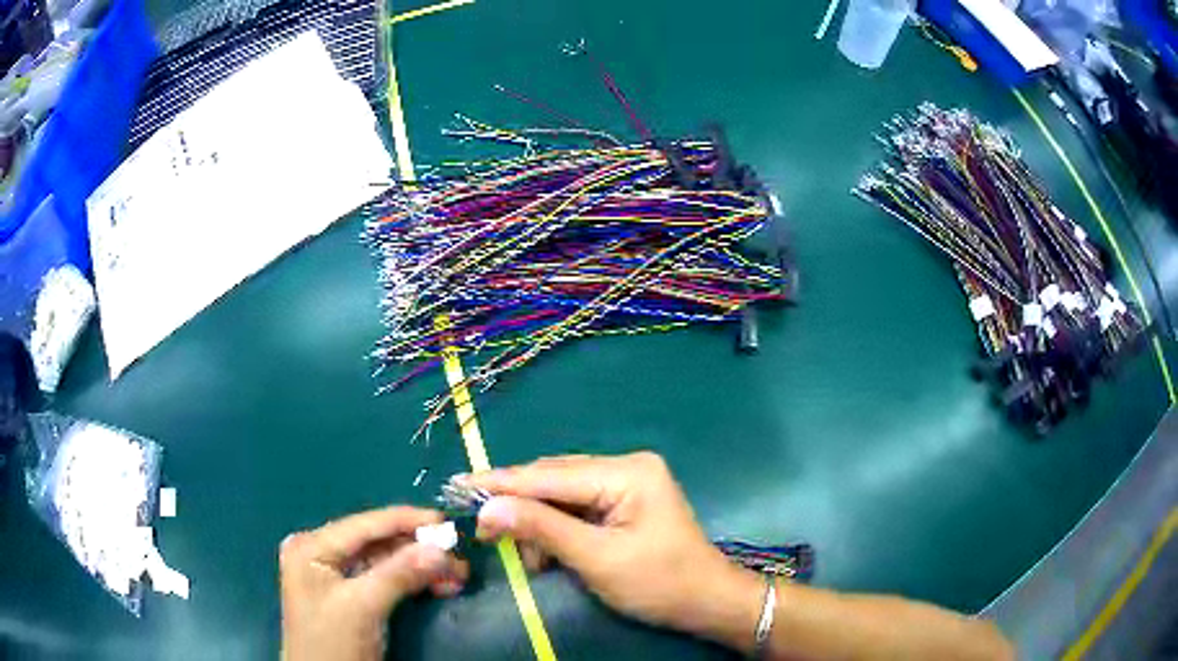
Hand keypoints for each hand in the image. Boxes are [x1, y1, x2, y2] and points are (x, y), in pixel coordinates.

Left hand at [279, 506, 468, 660]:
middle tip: (459, 558)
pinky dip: (413, 582)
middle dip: (419, 549)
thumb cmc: (333, 641)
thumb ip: (399, 574)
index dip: (407, 520)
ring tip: (457, 577)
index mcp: (313, 546)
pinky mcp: (351, 597)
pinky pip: (386, 579)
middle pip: (378, 542)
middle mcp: (322, 553)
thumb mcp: (363, 607)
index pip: (365, 524)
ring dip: (421, 567)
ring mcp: (335, 576)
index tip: (448, 522)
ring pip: (386, 561)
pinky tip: (438, 587)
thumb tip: (442, 548)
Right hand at [464, 452, 763, 650]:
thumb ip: (542, 529)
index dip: (502, 483)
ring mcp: (626, 483)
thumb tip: (487, 509)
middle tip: (485, 532)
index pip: (550, 474)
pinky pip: (576, 507)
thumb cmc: (659, 583)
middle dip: (520, 507)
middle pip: (554, 479)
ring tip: (533, 559)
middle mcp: (625, 466)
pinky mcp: (624, 502)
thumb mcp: (597, 559)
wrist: (707, 602)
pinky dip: (556, 529)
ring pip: (561, 494)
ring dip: (538, 523)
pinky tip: (549, 553)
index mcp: (626, 472)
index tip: (459, 488)